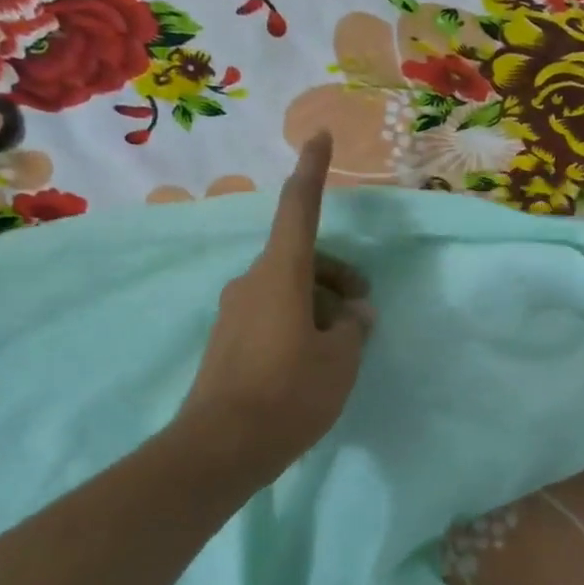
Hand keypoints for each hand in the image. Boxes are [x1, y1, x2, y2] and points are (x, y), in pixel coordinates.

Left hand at [177, 132, 373, 484]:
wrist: (221, 447)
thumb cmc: (289, 395)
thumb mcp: (340, 361)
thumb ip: (354, 327)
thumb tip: (355, 313)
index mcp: (281, 274)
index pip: (298, 209)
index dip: (312, 172)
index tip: (319, 137)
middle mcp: (251, 283)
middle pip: (300, 257)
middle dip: (336, 274)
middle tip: (363, 313)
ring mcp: (234, 312)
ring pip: (287, 288)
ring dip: (319, 304)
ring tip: (342, 349)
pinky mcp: (226, 341)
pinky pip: (271, 314)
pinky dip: (298, 323)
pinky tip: (311, 362)